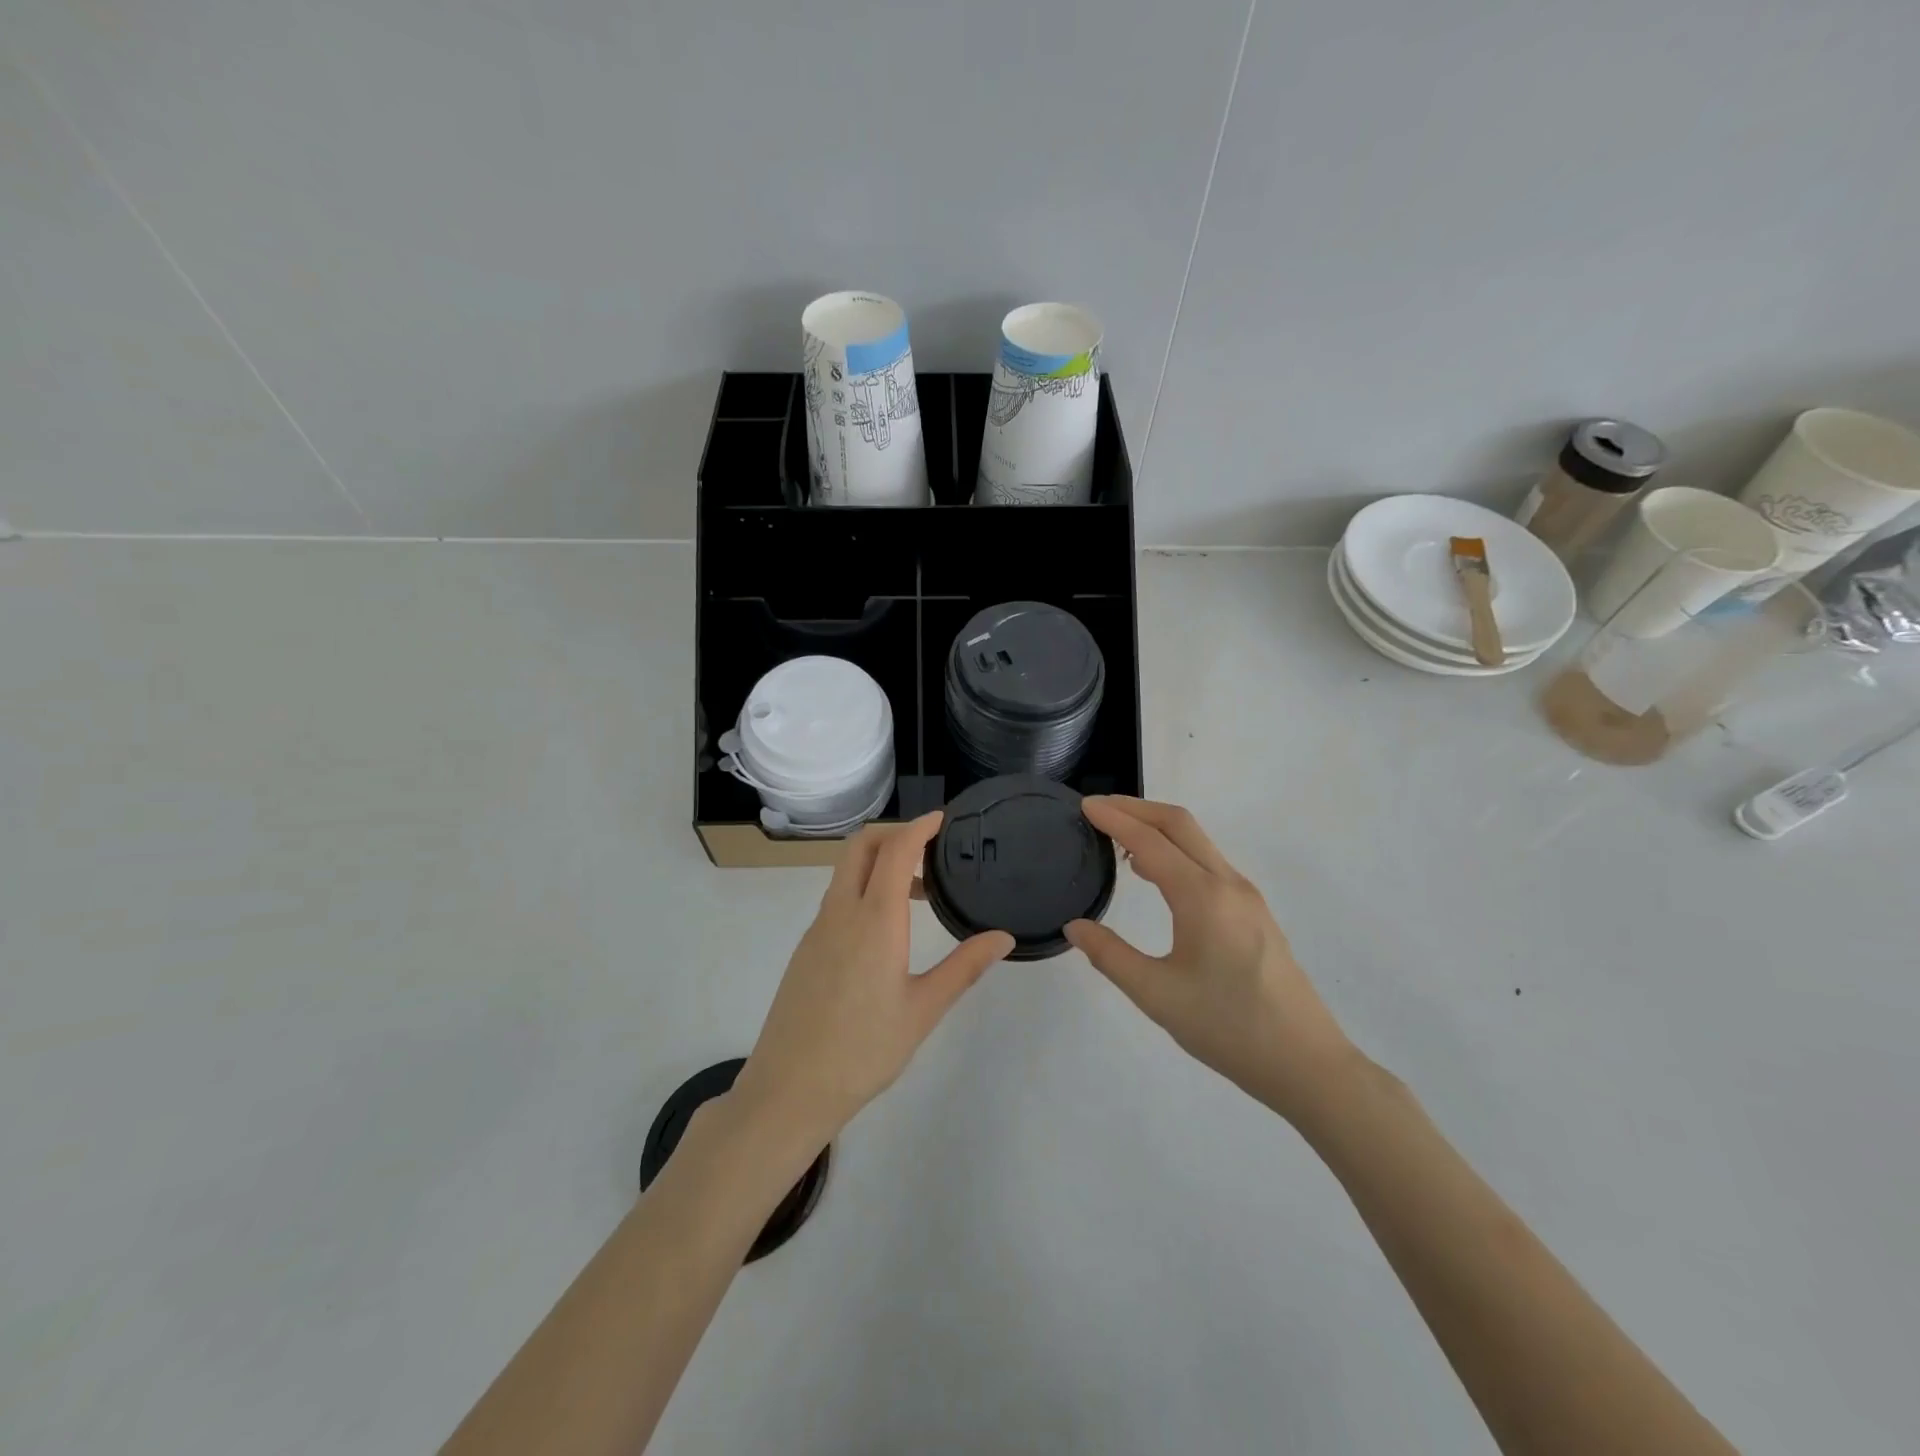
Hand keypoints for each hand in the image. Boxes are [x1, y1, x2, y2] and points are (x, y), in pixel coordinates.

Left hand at [731, 813, 1014, 1148]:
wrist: (789, 1088)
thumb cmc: (864, 1049)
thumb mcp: (924, 1010)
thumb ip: (964, 968)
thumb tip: (1003, 937)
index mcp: (874, 920)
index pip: (894, 851)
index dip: (918, 827)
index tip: (942, 819)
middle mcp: (840, 912)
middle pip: (860, 847)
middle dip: (893, 833)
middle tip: (930, 848)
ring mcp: (818, 929)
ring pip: (845, 872)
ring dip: (879, 862)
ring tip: (919, 892)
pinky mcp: (807, 948)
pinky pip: (837, 898)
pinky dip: (864, 888)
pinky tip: (887, 928)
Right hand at [1065, 797, 1355, 1123]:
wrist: (1306, 1064)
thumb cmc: (1228, 1028)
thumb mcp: (1157, 996)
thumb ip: (1111, 955)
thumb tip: (1075, 926)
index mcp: (1202, 897)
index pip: (1150, 842)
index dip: (1114, 820)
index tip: (1084, 806)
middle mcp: (1228, 884)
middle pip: (1180, 824)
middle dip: (1137, 808)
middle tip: (1098, 809)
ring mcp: (1246, 897)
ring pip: (1198, 842)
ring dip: (1158, 828)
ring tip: (1118, 838)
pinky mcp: (1254, 913)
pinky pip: (1209, 863)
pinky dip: (1176, 851)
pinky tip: (1156, 875)